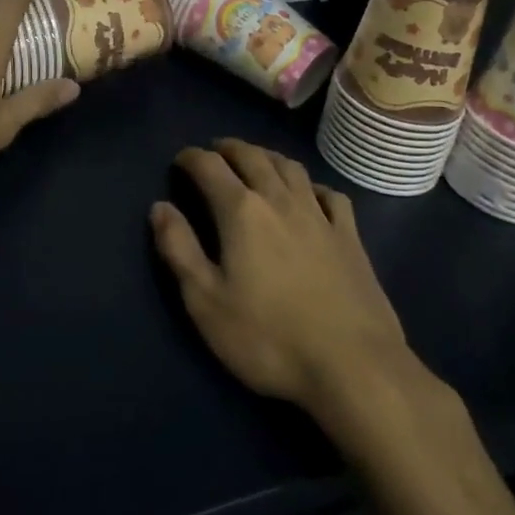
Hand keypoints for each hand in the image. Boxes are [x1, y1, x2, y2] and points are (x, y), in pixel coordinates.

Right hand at [149, 139, 420, 421]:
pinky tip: (309, 194)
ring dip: (267, 156)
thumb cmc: (269, 337)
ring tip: (255, 161)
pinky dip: (312, 185)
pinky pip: (330, 194)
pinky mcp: (350, 237)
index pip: (210, 166)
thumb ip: (179, 249)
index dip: (191, 158)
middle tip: (214, 151)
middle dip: (229, 148)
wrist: (354, 366)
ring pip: (290, 167)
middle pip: (252, 156)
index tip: (180, 161)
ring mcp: (320, 216)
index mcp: (241, 211)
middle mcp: (280, 199)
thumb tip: (159, 207)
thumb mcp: (206, 301)